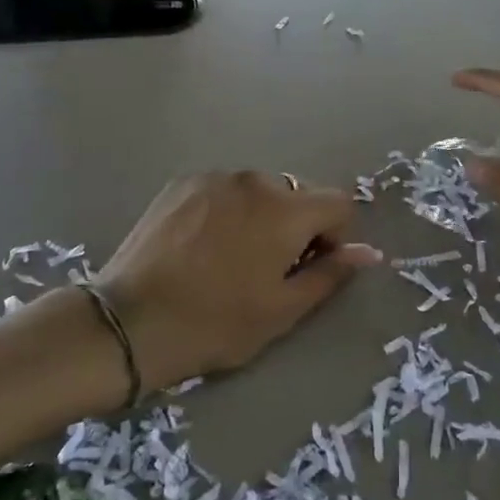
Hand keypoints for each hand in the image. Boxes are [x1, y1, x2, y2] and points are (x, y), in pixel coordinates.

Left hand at [94, 172, 382, 392]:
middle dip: (297, 225)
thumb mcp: (282, 310)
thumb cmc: (216, 322)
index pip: (338, 203)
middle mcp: (254, 180)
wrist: (131, 322)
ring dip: (262, 215)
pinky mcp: (182, 183)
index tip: (310, 267)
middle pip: (298, 194)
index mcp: (285, 210)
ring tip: (231, 256)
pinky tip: (202, 244)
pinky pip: (224, 189)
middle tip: (270, 268)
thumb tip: (368, 252)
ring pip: (259, 190)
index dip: (336, 236)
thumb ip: (330, 274)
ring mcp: (214, 177)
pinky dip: (228, 209)